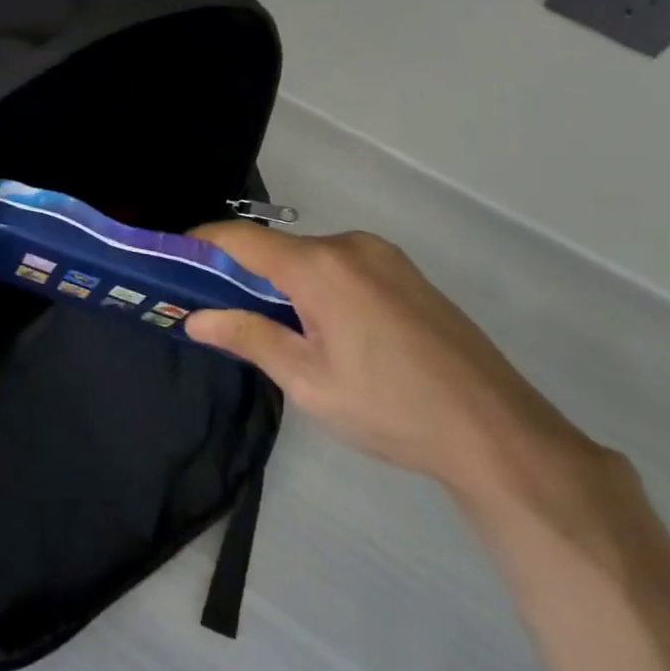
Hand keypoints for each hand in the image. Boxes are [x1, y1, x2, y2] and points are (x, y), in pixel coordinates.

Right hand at [185, 225, 598, 504]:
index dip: (202, 243)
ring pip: (309, 257)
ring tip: (267, 327)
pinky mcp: (404, 273)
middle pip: (276, 248)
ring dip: (279, 281)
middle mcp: (350, 246)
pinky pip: (340, 266)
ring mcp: (383, 257)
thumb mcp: (308, 382)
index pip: (242, 239)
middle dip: (240, 272)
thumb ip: (249, 338)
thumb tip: (197, 318)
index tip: (172, 260)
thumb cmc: (391, 408)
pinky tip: (320, 328)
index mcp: (321, 268)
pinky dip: (313, 284)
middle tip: (215, 310)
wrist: (497, 431)